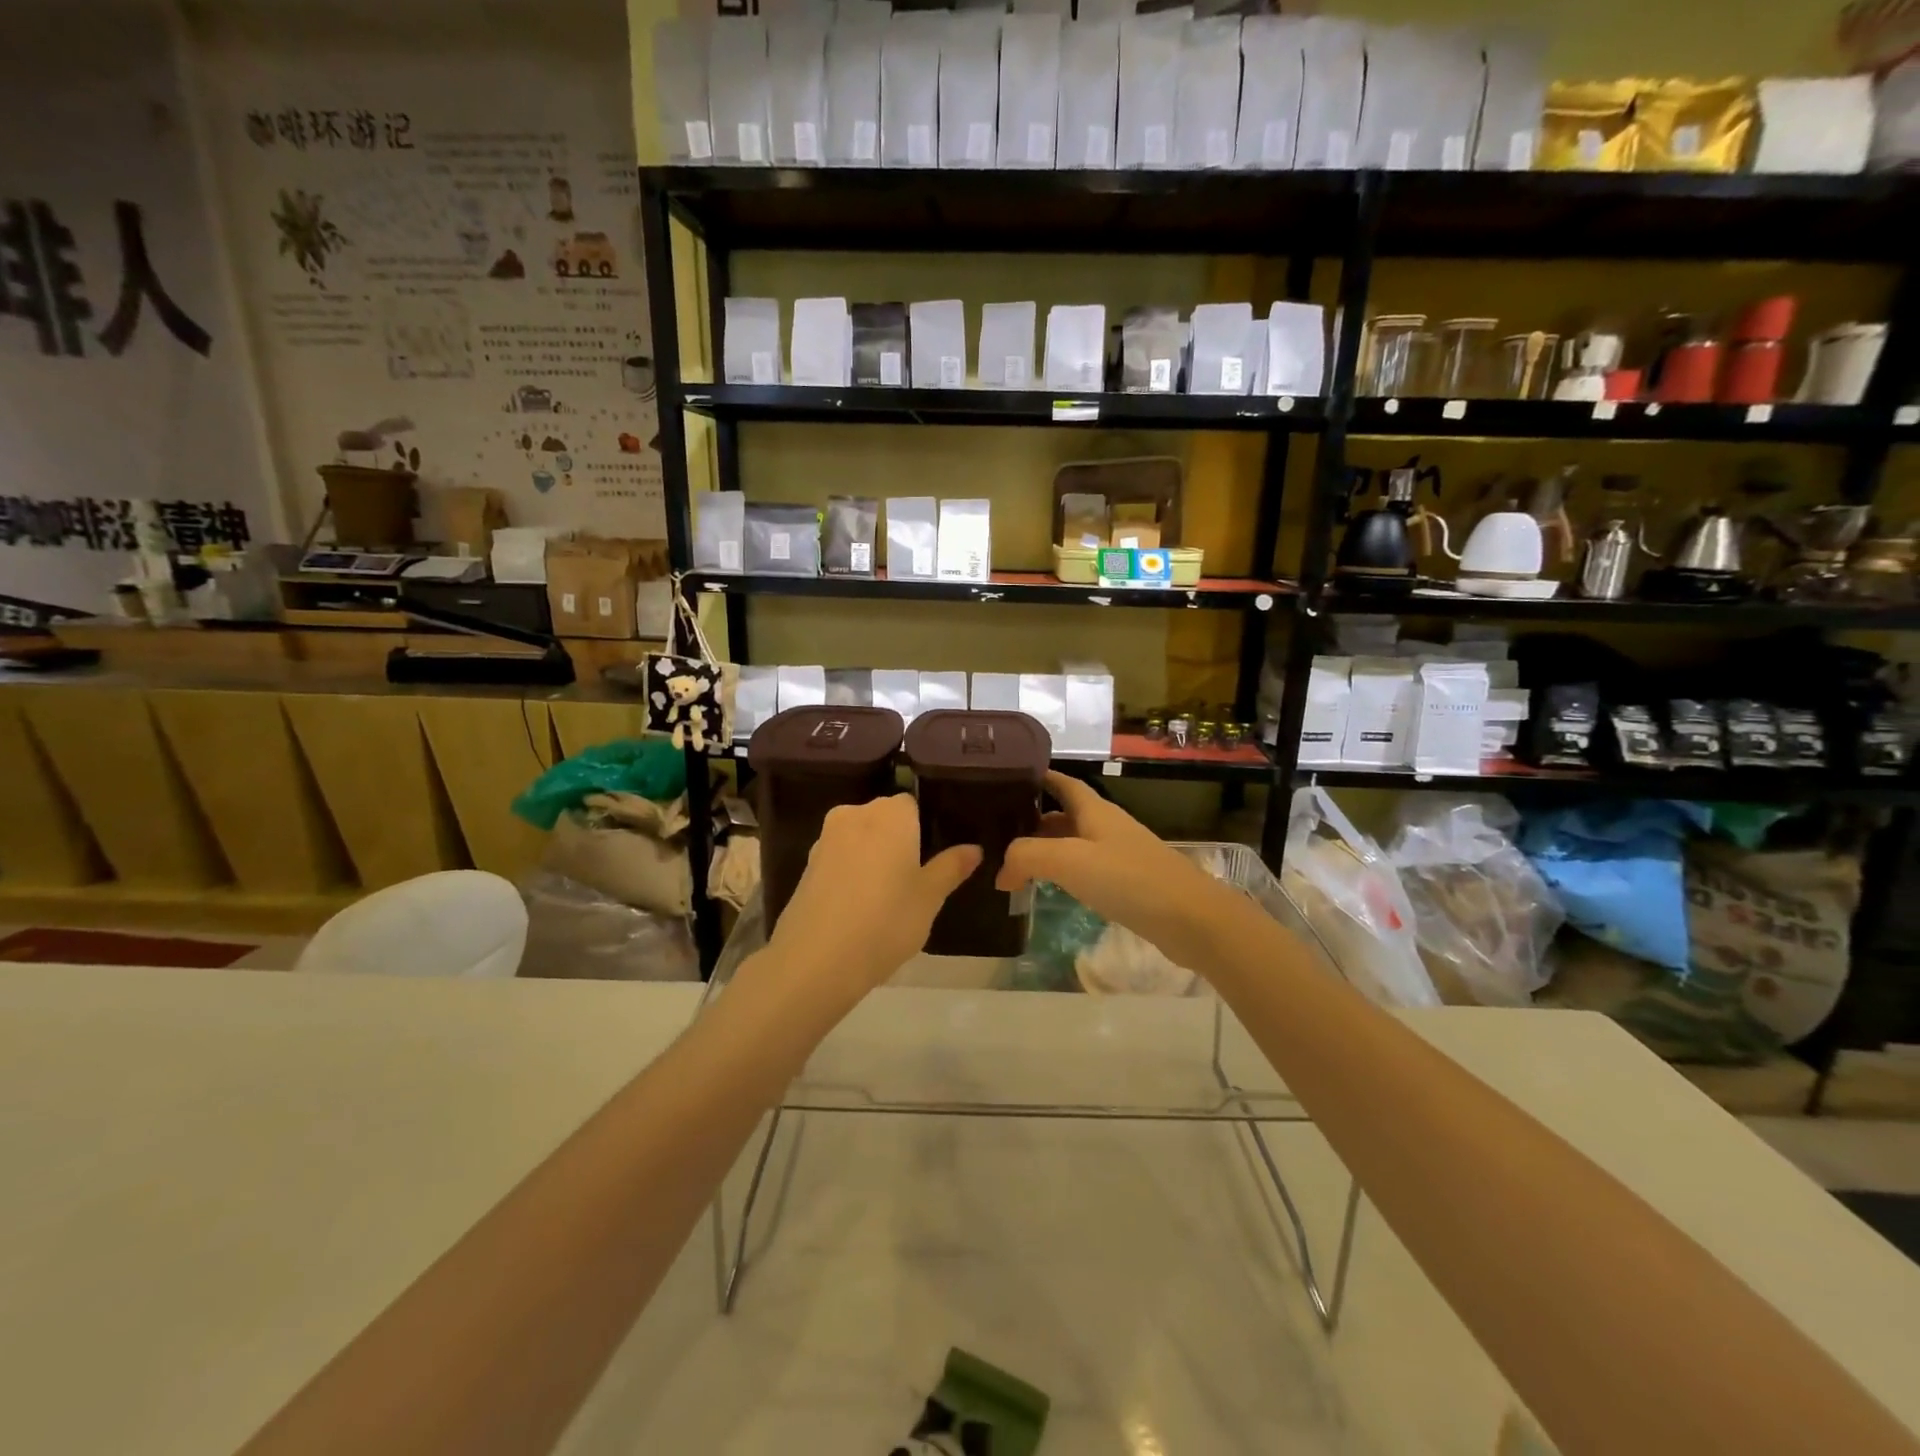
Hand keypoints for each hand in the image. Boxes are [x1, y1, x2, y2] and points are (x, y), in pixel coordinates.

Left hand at [759, 794, 980, 1010]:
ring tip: (887, 897)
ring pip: (860, 839)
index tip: (932, 857)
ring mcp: (825, 839)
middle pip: (884, 818)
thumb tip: (974, 848)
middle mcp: (855, 815)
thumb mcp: (930, 897)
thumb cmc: (886, 921)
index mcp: (890, 814)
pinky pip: (839, 859)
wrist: (816, 960)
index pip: (912, 804)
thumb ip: (951, 867)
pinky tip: (859, 906)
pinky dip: (851, 873)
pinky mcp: (806, 865)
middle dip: (898, 840)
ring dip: (872, 857)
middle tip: (915, 879)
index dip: (923, 828)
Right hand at [996, 772, 1238, 972]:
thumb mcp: (1068, 860)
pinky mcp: (1128, 883)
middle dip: (1033, 820)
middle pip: (1065, 815)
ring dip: (1047, 849)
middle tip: (997, 833)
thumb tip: (1001, 872)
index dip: (1038, 777)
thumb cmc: (1127, 878)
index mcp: (1094, 810)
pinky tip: (1050, 888)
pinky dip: (1064, 873)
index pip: (1062, 783)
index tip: (1007, 778)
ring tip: (1014, 863)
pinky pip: (1087, 869)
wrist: (1189, 919)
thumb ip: (1027, 856)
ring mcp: (1119, 855)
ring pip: (1074, 843)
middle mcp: (1106, 826)